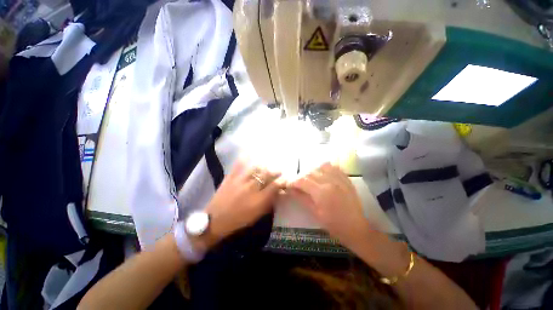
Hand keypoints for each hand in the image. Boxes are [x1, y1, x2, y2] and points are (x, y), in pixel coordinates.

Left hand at [204, 161, 282, 241]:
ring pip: (256, 168)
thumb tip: (278, 192)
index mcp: (259, 200)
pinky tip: (249, 153)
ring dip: (264, 166)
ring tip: (266, 166)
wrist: (215, 220)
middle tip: (278, 171)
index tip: (285, 178)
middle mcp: (251, 188)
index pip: (275, 185)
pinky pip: (239, 164)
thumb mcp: (257, 215)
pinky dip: (244, 158)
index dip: (282, 180)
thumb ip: (269, 202)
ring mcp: (240, 180)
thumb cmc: (239, 220)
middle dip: (276, 171)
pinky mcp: (230, 177)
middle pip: (267, 174)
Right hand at [288, 163, 369, 247]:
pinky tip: (322, 174)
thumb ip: (302, 198)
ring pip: (321, 166)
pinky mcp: (346, 179)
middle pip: (310, 172)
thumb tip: (290, 189)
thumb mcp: (315, 213)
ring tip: (310, 179)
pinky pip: (333, 167)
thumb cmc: (334, 225)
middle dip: (301, 177)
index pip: (302, 180)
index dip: (293, 181)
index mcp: (321, 192)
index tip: (288, 185)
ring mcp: (340, 178)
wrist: (356, 228)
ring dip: (313, 171)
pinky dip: (325, 168)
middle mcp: (330, 181)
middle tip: (298, 184)